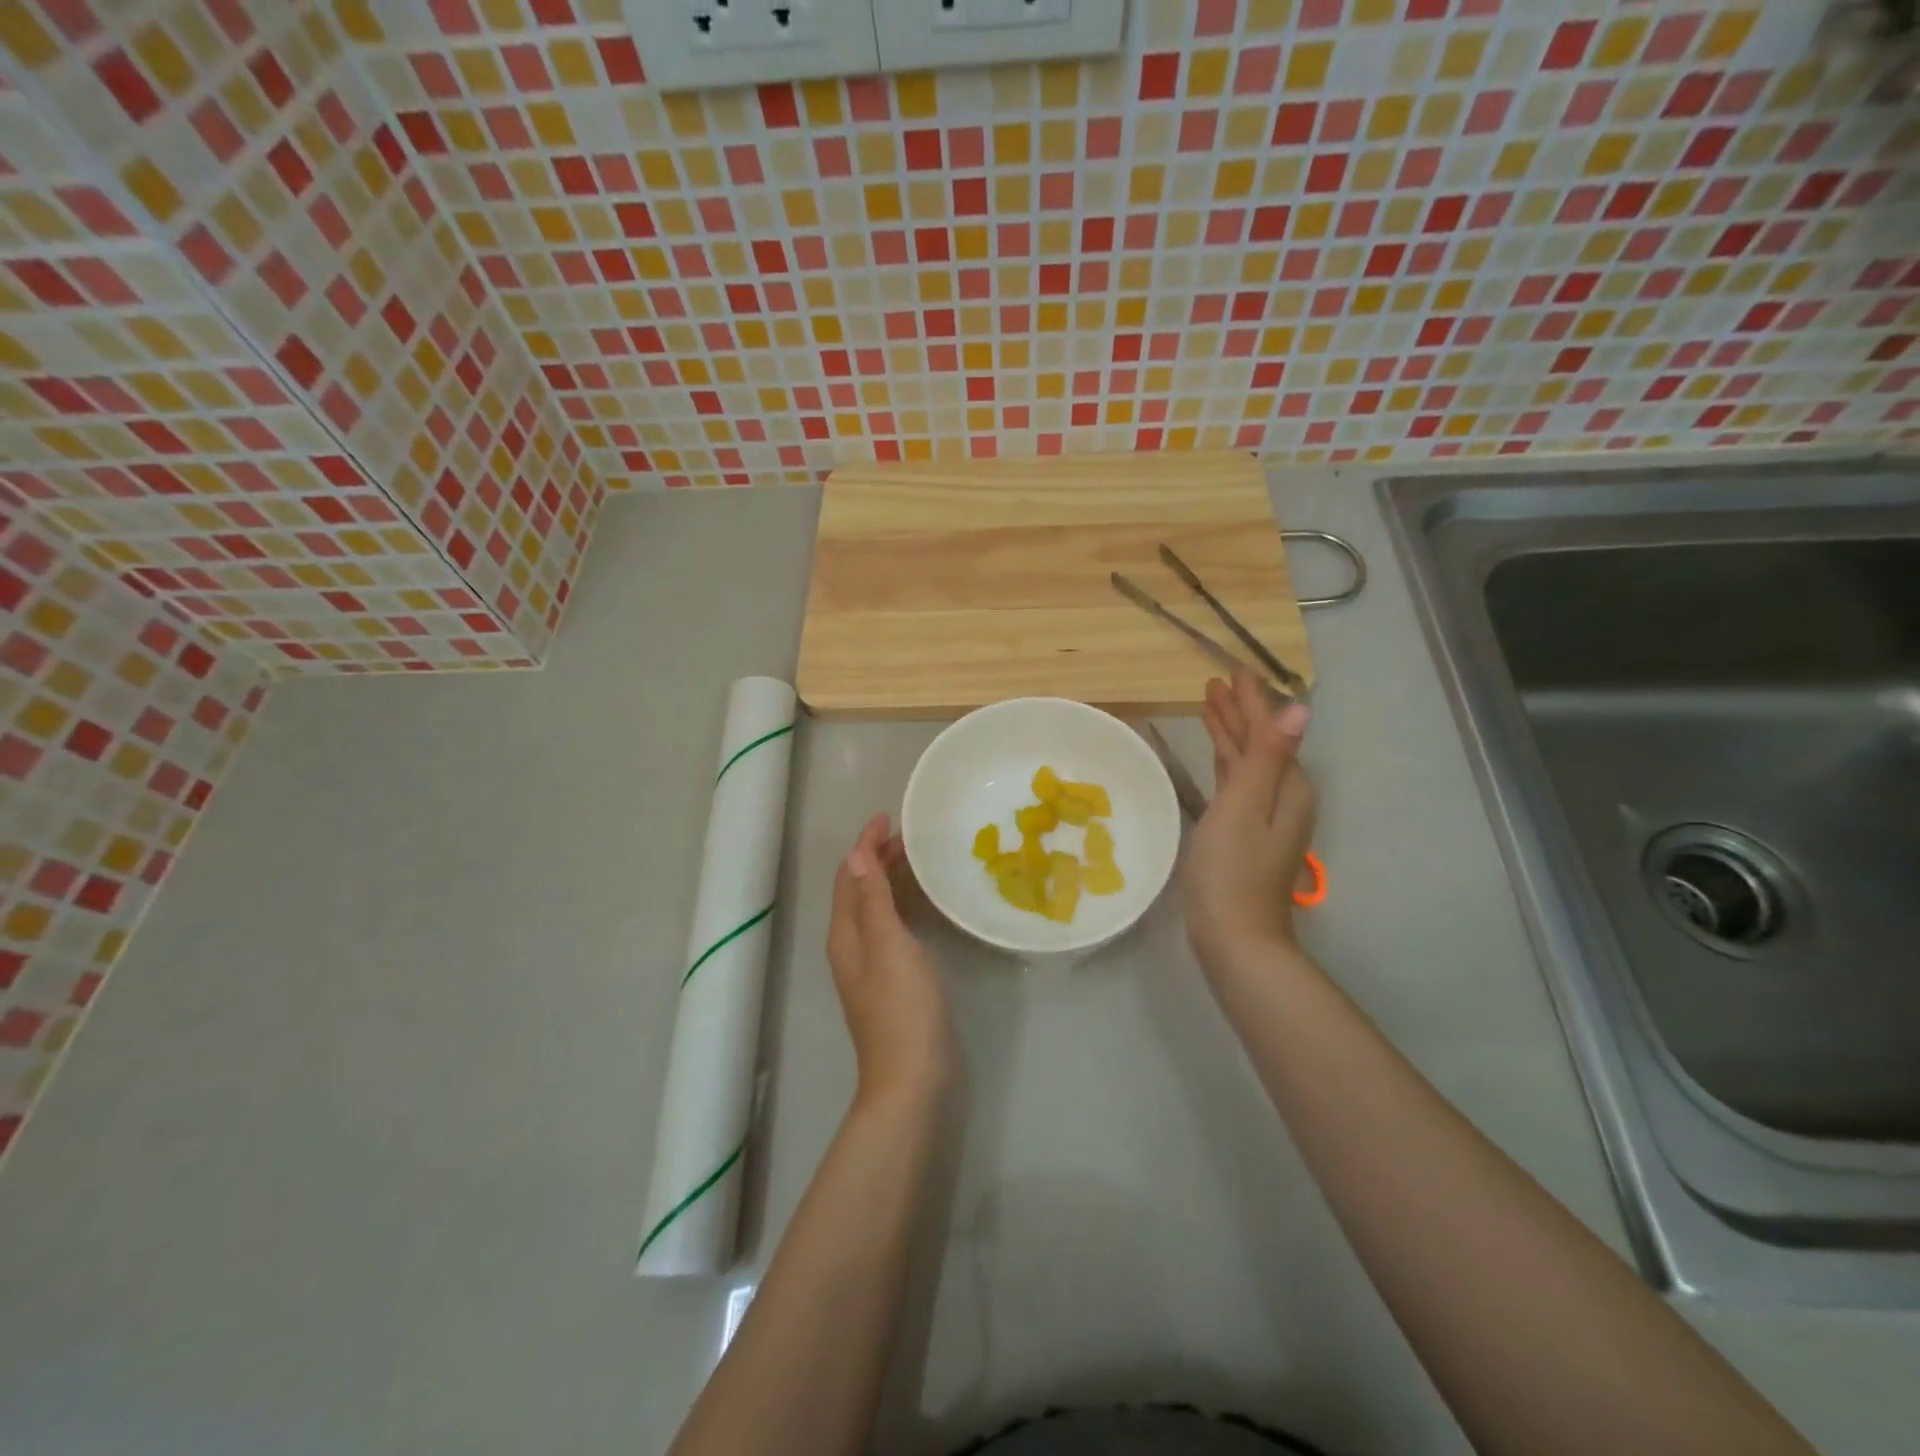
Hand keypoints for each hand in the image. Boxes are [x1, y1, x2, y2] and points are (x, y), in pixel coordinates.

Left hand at [827, 814, 959, 1111]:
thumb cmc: (903, 1007)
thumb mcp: (889, 945)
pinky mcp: (892, 981)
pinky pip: (890, 927)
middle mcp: (852, 946)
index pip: (850, 877)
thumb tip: (855, 854)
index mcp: (846, 934)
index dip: (865, 845)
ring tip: (915, 859)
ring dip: (889, 880)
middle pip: (859, 890)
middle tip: (907, 835)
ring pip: (875, 908)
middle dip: (876, 858)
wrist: (913, 1078)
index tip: (887, 817)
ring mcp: (871, 966)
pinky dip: (900, 904)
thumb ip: (873, 900)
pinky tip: (922, 906)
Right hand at [1180, 669, 1315, 967]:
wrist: (1233, 935)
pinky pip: (1237, 782)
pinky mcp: (1244, 832)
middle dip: (1239, 711)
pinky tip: (1216, 755)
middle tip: (1215, 682)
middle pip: (1260, 743)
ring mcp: (1264, 816)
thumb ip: (1267, 756)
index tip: (1232, 671)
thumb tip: (1299, 710)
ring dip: (1230, 733)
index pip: (1270, 730)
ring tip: (1208, 705)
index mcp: (1288, 786)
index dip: (1251, 700)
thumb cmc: (1232, 868)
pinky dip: (1226, 761)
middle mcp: (1283, 796)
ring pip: (1247, 761)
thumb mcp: (1245, 806)